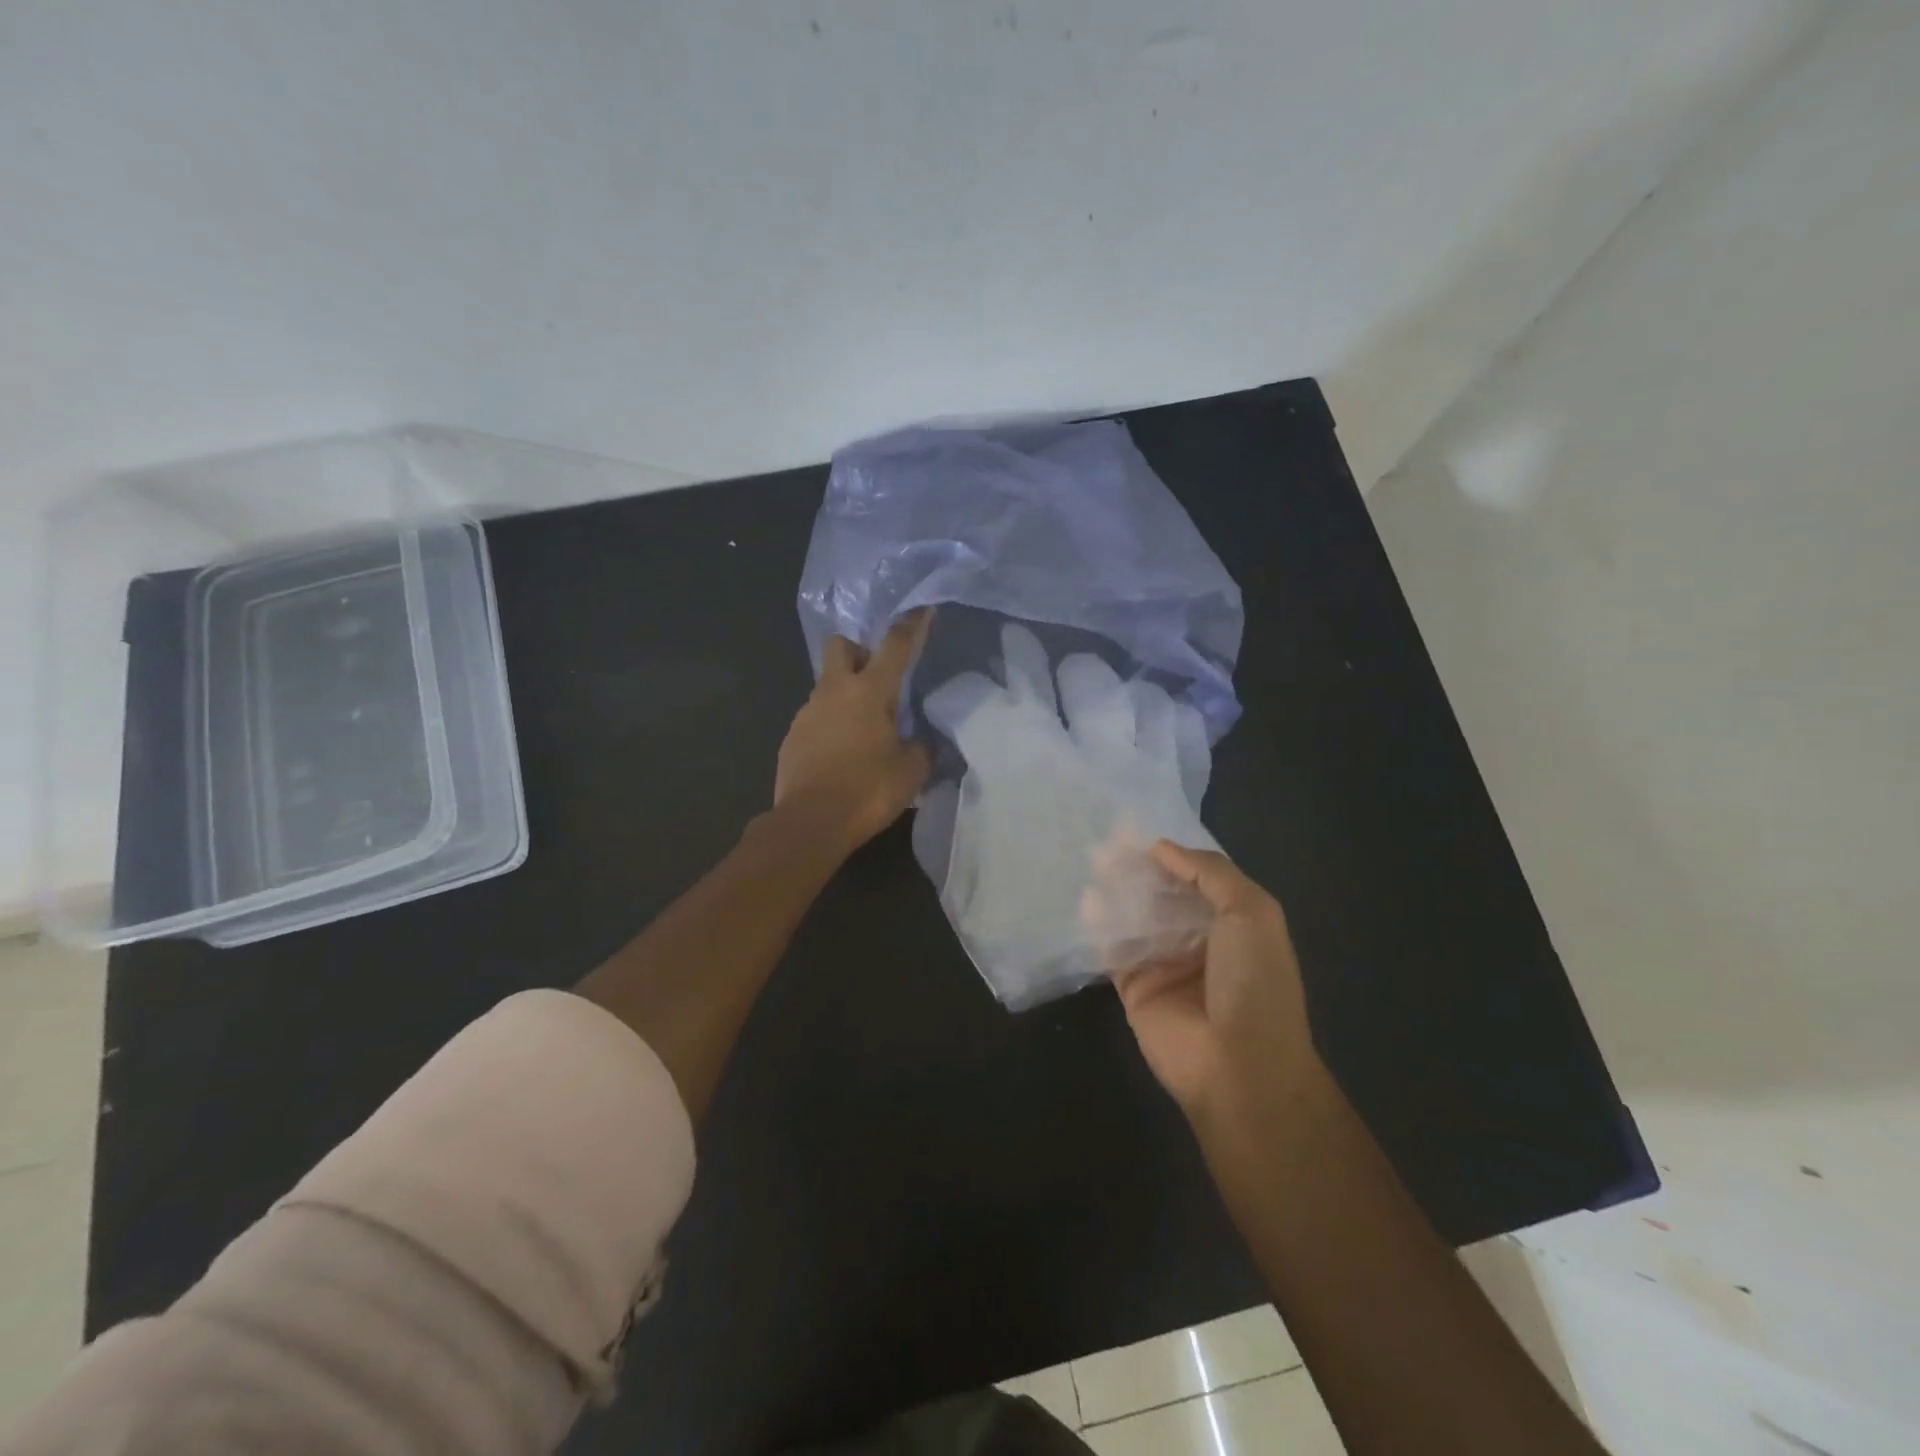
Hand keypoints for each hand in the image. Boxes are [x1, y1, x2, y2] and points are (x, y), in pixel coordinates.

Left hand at [775, 610, 933, 852]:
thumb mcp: (912, 771)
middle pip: (841, 646)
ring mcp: (807, 712)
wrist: (810, 823)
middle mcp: (834, 692)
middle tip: (878, 678)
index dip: (913, 625)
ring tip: (864, 728)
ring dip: (845, 693)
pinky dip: (831, 723)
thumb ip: (922, 748)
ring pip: (827, 684)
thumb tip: (922, 741)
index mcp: (869, 692)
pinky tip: (842, 753)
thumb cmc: (868, 791)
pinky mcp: (792, 736)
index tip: (923, 610)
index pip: (895, 646)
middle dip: (860, 650)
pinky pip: (815, 716)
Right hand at [1112, 842, 1320, 1137]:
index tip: (1137, 831)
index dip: (1170, 855)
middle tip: (1107, 844)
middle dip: (1138, 869)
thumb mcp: (1252, 913)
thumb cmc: (1255, 983)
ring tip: (1093, 862)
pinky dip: (1099, 925)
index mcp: (1233, 922)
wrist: (1240, 1067)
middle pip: (1161, 895)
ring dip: (1116, 891)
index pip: (1196, 878)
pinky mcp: (1135, 987)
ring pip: (1135, 917)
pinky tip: (1087, 901)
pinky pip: (1113, 949)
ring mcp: (1164, 964)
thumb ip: (1209, 873)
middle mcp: (1198, 939)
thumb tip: (1162, 847)